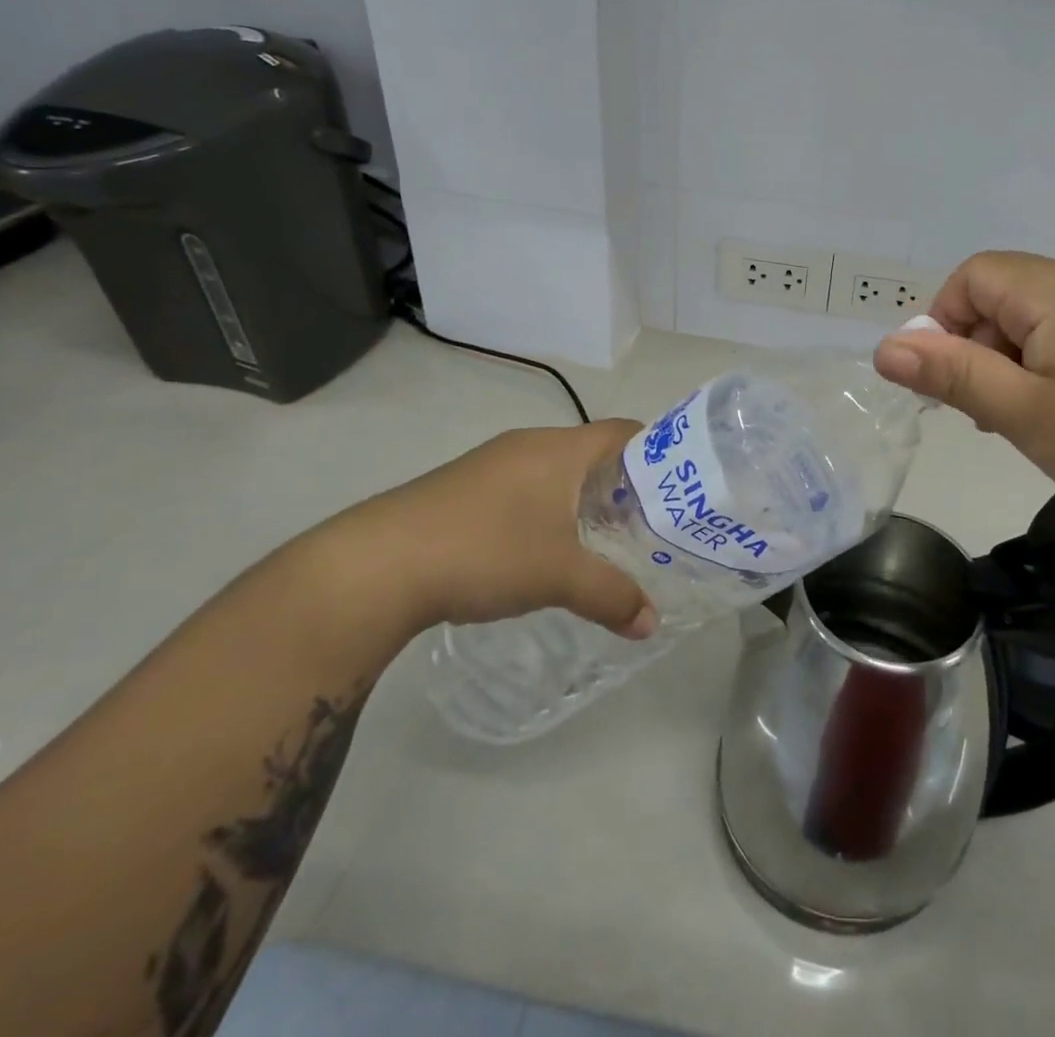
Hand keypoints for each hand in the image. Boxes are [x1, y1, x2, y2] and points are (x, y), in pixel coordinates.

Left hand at [315, 420, 657, 639]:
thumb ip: (612, 596)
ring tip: (601, 541)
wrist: (376, 564)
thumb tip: (651, 624)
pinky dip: (546, 510)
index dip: (658, 452)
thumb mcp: (559, 577)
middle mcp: (529, 444)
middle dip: (623, 485)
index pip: (625, 431)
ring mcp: (492, 464)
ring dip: (582, 500)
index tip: (677, 488)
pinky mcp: (463, 488)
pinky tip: (542, 550)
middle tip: (647, 524)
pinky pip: (524, 488)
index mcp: (561, 449)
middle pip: (593, 452)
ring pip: (556, 472)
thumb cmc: (486, 551)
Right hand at [873, 252, 1054, 556]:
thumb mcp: (1023, 415)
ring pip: (1045, 315)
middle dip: (980, 345)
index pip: (976, 274)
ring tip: (1029, 422)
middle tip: (989, 413)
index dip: (945, 321)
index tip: (950, 384)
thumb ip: (950, 374)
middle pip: (1010, 292)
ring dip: (1016, 358)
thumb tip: (884, 347)